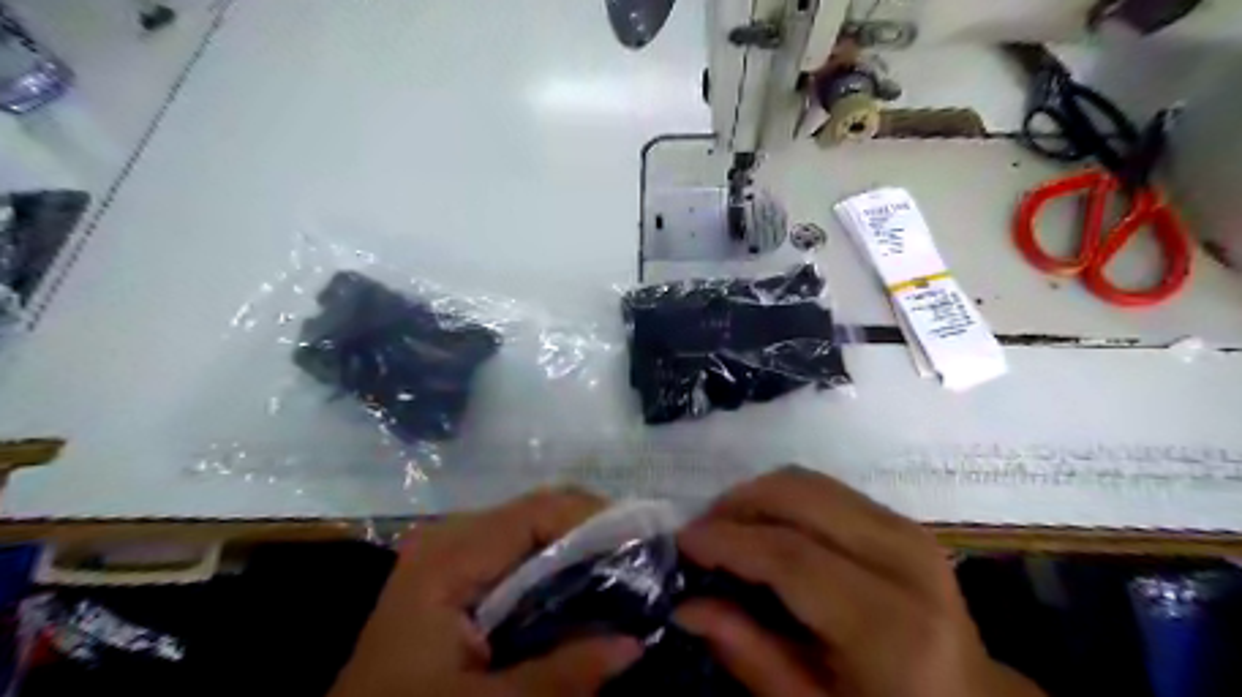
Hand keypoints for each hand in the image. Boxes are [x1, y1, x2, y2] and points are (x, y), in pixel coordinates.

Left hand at [330, 491, 640, 696]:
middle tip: (645, 562)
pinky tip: (586, 590)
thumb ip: (562, 675)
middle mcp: (451, 538)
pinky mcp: (456, 575)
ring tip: (628, 574)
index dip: (597, 518)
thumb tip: (636, 644)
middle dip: (596, 533)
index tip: (647, 541)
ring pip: (534, 532)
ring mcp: (452, 554)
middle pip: (540, 514)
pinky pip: (518, 555)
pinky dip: (558, 568)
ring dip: (581, 550)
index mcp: (449, 556)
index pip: (539, 511)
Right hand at [675, 466, 1039, 696]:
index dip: (728, 540)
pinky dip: (783, 497)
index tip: (682, 541)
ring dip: (757, 495)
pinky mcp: (901, 519)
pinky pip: (826, 488)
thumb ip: (750, 655)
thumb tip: (686, 606)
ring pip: (810, 482)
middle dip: (738, 504)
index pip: (791, 556)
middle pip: (801, 498)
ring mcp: (908, 530)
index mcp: (890, 625)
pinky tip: (763, 525)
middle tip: (701, 530)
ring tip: (726, 526)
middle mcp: (904, 560)